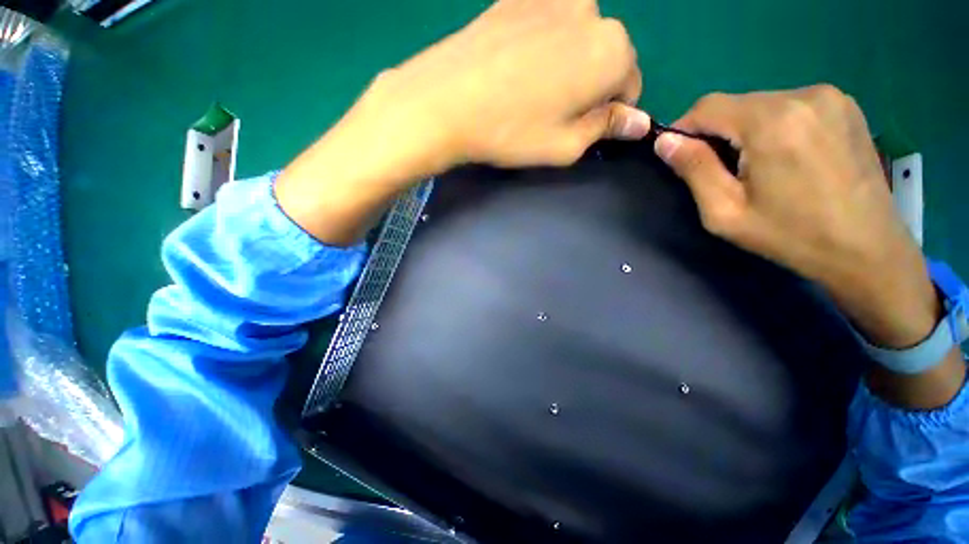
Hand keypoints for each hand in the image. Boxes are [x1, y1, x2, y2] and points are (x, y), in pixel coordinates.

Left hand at [360, 0, 649, 169]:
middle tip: (551, 112)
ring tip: (530, 90)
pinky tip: (515, 66)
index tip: (583, 127)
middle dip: (589, 85)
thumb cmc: (512, 132)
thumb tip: (637, 120)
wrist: (446, 101)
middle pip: (604, 57)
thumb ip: (606, 128)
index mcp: (612, 50)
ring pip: (577, 38)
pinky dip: (542, 45)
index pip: (629, 85)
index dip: (609, 112)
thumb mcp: (565, 146)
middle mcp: (591, 12)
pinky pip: (547, 24)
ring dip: (567, 63)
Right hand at [655, 85, 963, 408]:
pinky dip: (769, 131)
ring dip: (742, 135)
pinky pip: (786, 110)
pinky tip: (781, 165)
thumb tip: (666, 143)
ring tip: (750, 175)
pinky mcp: (844, 110)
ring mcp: (829, 101)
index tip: (674, 154)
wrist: (871, 258)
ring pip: (760, 106)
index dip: (683, 129)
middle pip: (735, 104)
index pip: (708, 106)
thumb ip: (694, 172)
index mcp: (772, 125)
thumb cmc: (793, 242)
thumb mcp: (726, 215)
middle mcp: (803, 100)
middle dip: (714, 135)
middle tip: (714, 174)